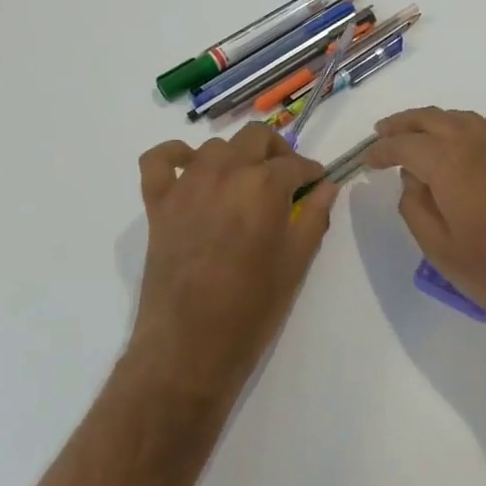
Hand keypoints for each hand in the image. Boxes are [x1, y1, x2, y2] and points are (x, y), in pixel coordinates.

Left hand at [133, 124, 336, 391]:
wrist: (189, 347)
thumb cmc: (252, 308)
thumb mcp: (296, 263)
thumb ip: (314, 217)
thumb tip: (328, 187)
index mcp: (265, 187)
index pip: (296, 163)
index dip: (311, 172)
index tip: (317, 184)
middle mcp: (226, 173)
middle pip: (256, 138)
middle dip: (277, 152)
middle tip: (285, 180)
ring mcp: (187, 185)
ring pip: (215, 147)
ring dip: (235, 157)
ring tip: (243, 185)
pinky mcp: (158, 203)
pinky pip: (158, 160)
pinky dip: (173, 155)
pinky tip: (189, 169)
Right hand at [366, 107, 485, 345]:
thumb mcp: (440, 251)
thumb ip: (416, 207)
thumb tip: (412, 178)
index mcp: (451, 165)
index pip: (407, 144)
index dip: (383, 149)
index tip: (369, 159)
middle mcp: (482, 145)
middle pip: (435, 119)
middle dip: (405, 124)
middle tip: (385, 134)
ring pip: (471, 119)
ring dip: (442, 122)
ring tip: (424, 136)